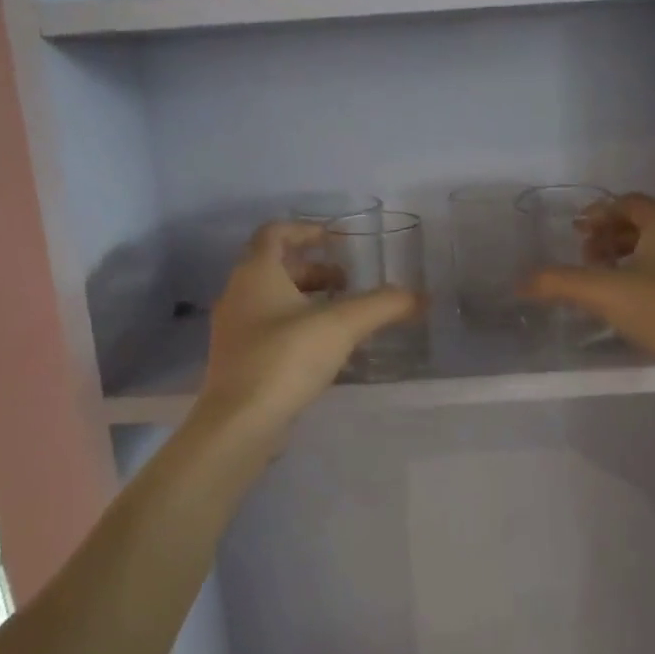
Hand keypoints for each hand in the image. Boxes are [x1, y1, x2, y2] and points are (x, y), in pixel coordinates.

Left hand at [199, 222, 420, 433]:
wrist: (240, 423)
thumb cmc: (286, 358)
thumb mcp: (342, 325)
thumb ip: (383, 305)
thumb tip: (420, 297)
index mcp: (255, 273)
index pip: (275, 232)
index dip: (307, 229)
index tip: (338, 240)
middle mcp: (238, 293)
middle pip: (275, 266)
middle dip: (314, 269)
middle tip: (348, 282)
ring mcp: (234, 329)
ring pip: (272, 299)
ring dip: (307, 298)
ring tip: (342, 315)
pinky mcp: (238, 360)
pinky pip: (269, 327)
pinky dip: (296, 325)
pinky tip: (324, 347)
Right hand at [523, 194, 654, 397]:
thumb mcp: (605, 293)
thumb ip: (561, 283)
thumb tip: (522, 282)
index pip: (626, 203)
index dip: (597, 214)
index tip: (575, 232)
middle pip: (640, 223)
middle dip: (608, 236)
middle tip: (584, 258)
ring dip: (624, 257)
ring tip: (601, 280)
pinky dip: (643, 276)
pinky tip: (628, 302)